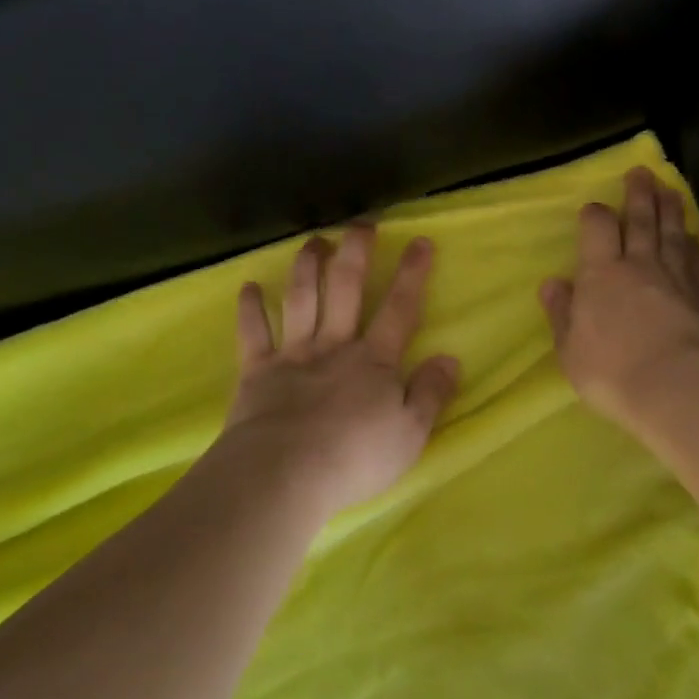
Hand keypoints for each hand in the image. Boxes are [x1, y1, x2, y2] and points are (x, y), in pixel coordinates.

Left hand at [219, 223, 460, 516]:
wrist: (284, 474)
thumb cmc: (354, 458)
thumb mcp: (410, 433)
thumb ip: (431, 393)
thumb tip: (450, 358)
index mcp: (374, 361)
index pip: (399, 308)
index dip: (412, 274)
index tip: (420, 241)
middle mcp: (334, 346)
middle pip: (345, 288)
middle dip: (355, 252)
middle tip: (361, 223)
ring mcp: (293, 355)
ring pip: (301, 299)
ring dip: (307, 267)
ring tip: (313, 241)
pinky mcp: (257, 372)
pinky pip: (253, 334)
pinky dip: (250, 310)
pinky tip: (248, 287)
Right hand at [540, 167, 698, 425]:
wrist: (679, 388)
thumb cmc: (612, 372)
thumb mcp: (570, 349)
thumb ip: (562, 313)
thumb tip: (553, 283)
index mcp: (601, 273)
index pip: (598, 228)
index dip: (595, 214)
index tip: (593, 208)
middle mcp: (639, 264)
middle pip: (640, 219)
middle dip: (639, 193)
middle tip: (642, 172)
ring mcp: (674, 277)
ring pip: (671, 231)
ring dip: (669, 207)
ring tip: (668, 188)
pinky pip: (695, 258)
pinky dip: (691, 241)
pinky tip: (691, 234)